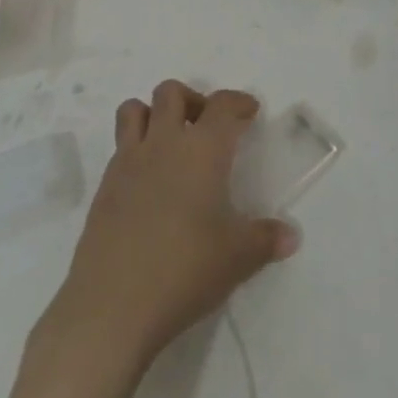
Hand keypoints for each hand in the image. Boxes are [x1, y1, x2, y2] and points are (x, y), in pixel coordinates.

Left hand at [38, 81, 298, 369]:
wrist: (113, 304)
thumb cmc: (184, 270)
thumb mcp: (237, 258)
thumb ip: (266, 240)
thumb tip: (291, 235)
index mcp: (202, 149)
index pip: (222, 105)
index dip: (238, 102)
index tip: (249, 112)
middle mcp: (164, 142)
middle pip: (172, 92)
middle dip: (191, 100)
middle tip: (206, 127)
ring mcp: (129, 160)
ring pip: (135, 109)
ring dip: (154, 115)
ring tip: (169, 142)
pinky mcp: (105, 185)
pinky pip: (119, 146)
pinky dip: (134, 149)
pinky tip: (147, 182)